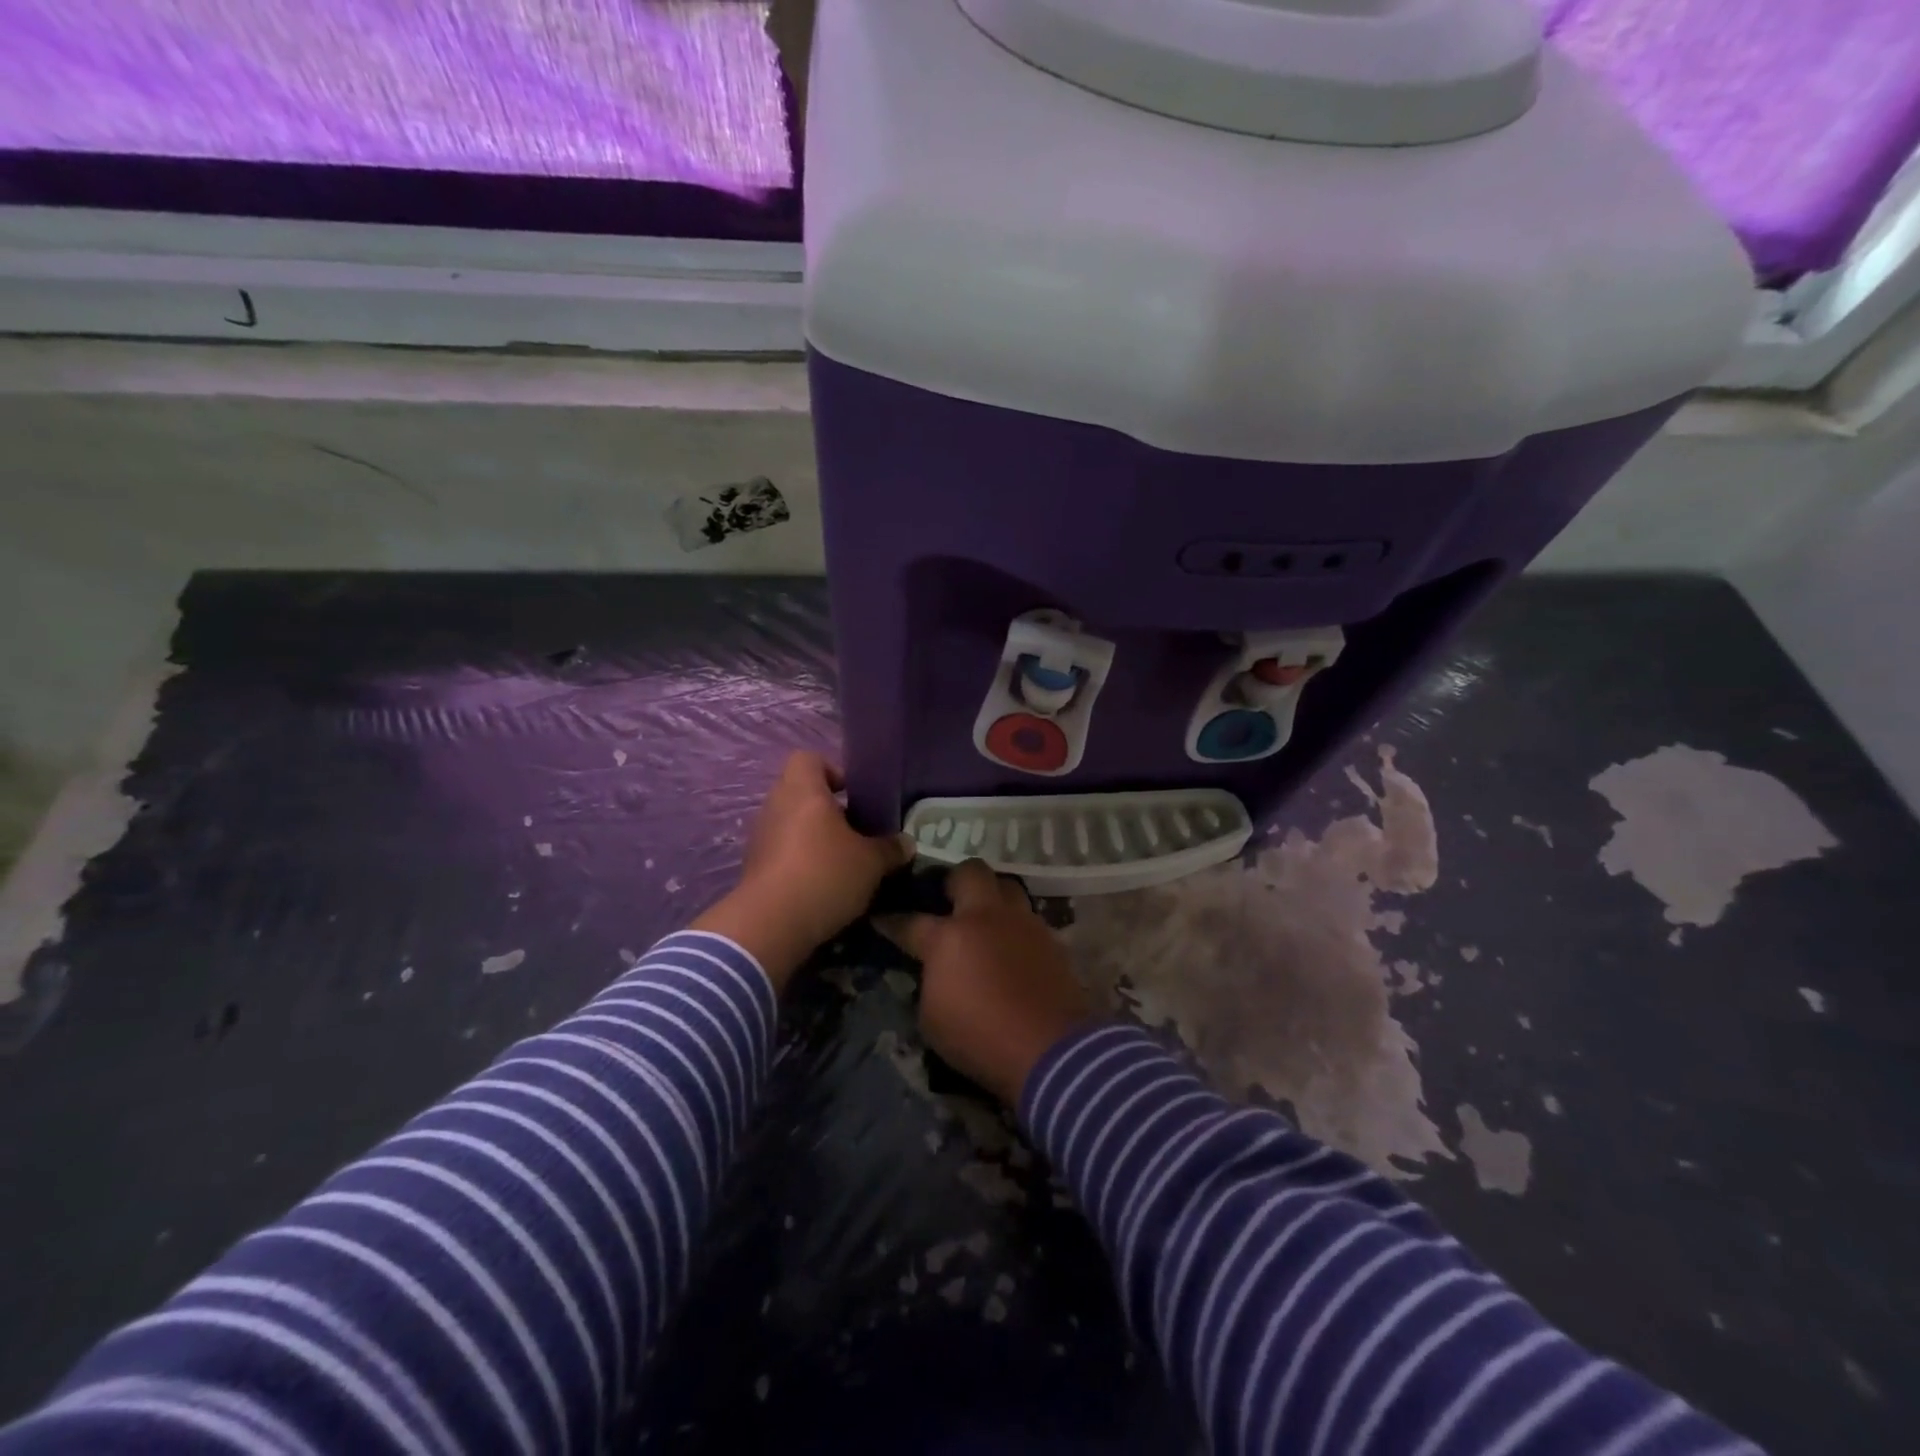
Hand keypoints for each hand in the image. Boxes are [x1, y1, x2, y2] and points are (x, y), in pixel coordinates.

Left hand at [692, 752, 911, 988]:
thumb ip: (890, 848)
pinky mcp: (754, 868)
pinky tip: (823, 887)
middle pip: (802, 794)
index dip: (833, 771)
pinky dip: (800, 863)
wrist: (771, 925)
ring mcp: (760, 837)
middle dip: (829, 811)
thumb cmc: (825, 874)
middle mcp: (775, 806)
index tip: (855, 796)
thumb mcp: (871, 862)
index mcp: (802, 790)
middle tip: (857, 832)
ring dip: (815, 839)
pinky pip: (782, 853)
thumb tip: (906, 843)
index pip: (809, 759)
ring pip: (792, 825)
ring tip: (844, 863)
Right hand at [882, 860, 1098, 1106]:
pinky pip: (1027, 917)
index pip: (910, 921)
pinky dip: (1014, 926)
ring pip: (1006, 886)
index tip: (881, 919)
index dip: (891, 921)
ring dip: (992, 896)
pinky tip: (1010, 947)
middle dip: (954, 881)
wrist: (1051, 1051)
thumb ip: (930, 982)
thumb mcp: (932, 1018)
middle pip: (969, 872)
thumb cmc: (981, 1039)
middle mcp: (986, 917)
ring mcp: (1023, 923)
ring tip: (984, 920)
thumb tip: (935, 970)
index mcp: (949, 937)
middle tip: (948, 902)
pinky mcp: (1050, 939)